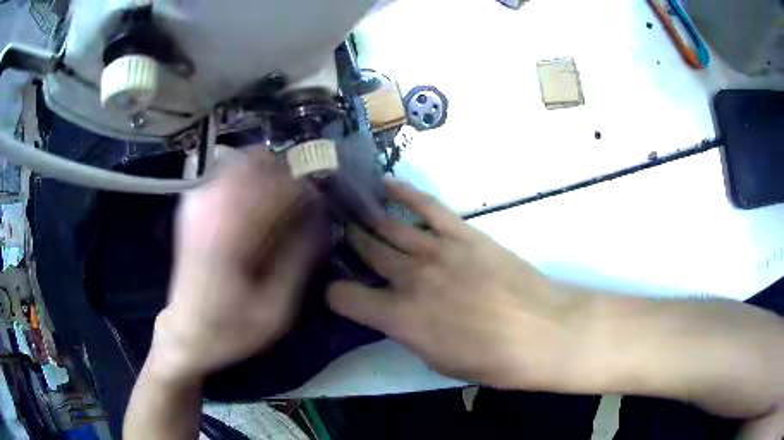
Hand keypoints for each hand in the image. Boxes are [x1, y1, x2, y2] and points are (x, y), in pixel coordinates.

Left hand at [150, 151, 319, 383]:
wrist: (186, 332)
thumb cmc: (230, 328)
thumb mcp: (275, 310)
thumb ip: (298, 261)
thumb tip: (320, 221)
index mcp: (229, 234)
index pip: (275, 186)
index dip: (303, 189)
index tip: (318, 203)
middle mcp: (209, 207)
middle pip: (255, 160)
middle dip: (285, 173)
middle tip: (300, 198)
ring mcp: (196, 202)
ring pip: (239, 161)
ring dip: (267, 173)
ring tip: (280, 200)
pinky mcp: (191, 206)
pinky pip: (224, 173)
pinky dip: (247, 179)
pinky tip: (254, 203)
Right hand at [328, 178, 586, 388]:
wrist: (543, 332)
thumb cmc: (492, 360)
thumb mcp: (438, 361)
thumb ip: (408, 332)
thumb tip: (394, 313)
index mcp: (400, 318)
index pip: (343, 296)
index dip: (333, 294)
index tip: (336, 292)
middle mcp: (410, 278)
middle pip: (365, 251)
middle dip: (346, 243)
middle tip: (334, 233)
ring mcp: (437, 250)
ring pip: (389, 226)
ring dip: (364, 215)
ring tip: (347, 205)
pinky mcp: (463, 233)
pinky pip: (427, 206)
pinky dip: (405, 193)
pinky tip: (386, 184)